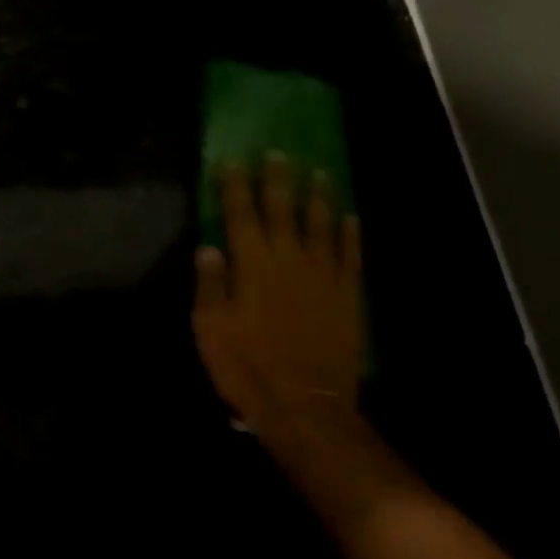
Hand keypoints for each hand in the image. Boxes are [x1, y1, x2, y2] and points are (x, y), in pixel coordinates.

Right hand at [193, 154, 364, 441]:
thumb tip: (209, 246)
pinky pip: (350, 257)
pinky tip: (350, 219)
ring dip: (319, 197)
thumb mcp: (210, 328)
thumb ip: (211, 284)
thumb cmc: (247, 367)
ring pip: (321, 225)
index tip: (231, 161)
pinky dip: (349, 235)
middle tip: (278, 153)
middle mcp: (289, 259)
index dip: (235, 185)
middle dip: (278, 179)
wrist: (304, 405)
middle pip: (283, 209)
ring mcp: (323, 275)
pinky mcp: (347, 296)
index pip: (241, 213)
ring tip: (320, 173)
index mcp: (253, 264)